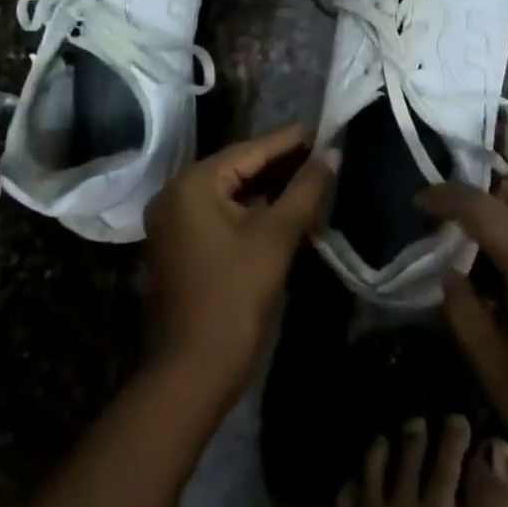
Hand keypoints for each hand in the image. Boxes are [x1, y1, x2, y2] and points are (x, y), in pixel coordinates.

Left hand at [144, 123, 335, 405]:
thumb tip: (333, 153)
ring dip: (270, 188)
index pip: (252, 150)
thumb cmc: (234, 299)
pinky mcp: (180, 244)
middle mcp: (176, 192)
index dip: (292, 141)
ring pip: (232, 191)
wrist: (190, 376)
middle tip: (324, 156)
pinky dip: (253, 209)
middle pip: (240, 167)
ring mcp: (174, 220)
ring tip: (312, 179)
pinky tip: (285, 210)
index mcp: (194, 182)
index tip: (325, 130)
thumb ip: (306, 189)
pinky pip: (222, 212)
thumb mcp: (277, 238)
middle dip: (283, 164)